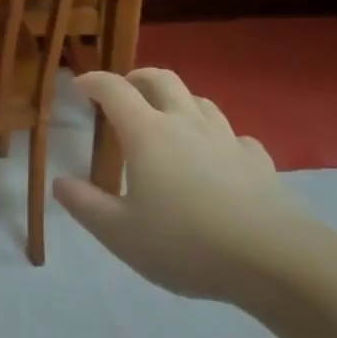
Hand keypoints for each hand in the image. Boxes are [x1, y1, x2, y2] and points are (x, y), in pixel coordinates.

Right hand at [53, 69, 317, 303]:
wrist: (276, 259)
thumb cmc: (187, 243)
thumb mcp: (120, 233)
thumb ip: (85, 205)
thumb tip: (60, 182)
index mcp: (147, 133)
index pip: (114, 90)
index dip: (93, 82)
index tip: (79, 86)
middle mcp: (185, 123)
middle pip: (161, 79)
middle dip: (137, 78)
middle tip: (123, 91)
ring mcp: (226, 139)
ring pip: (199, 100)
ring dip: (177, 100)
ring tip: (167, 118)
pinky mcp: (258, 161)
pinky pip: (233, 136)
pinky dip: (217, 137)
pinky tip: (217, 156)